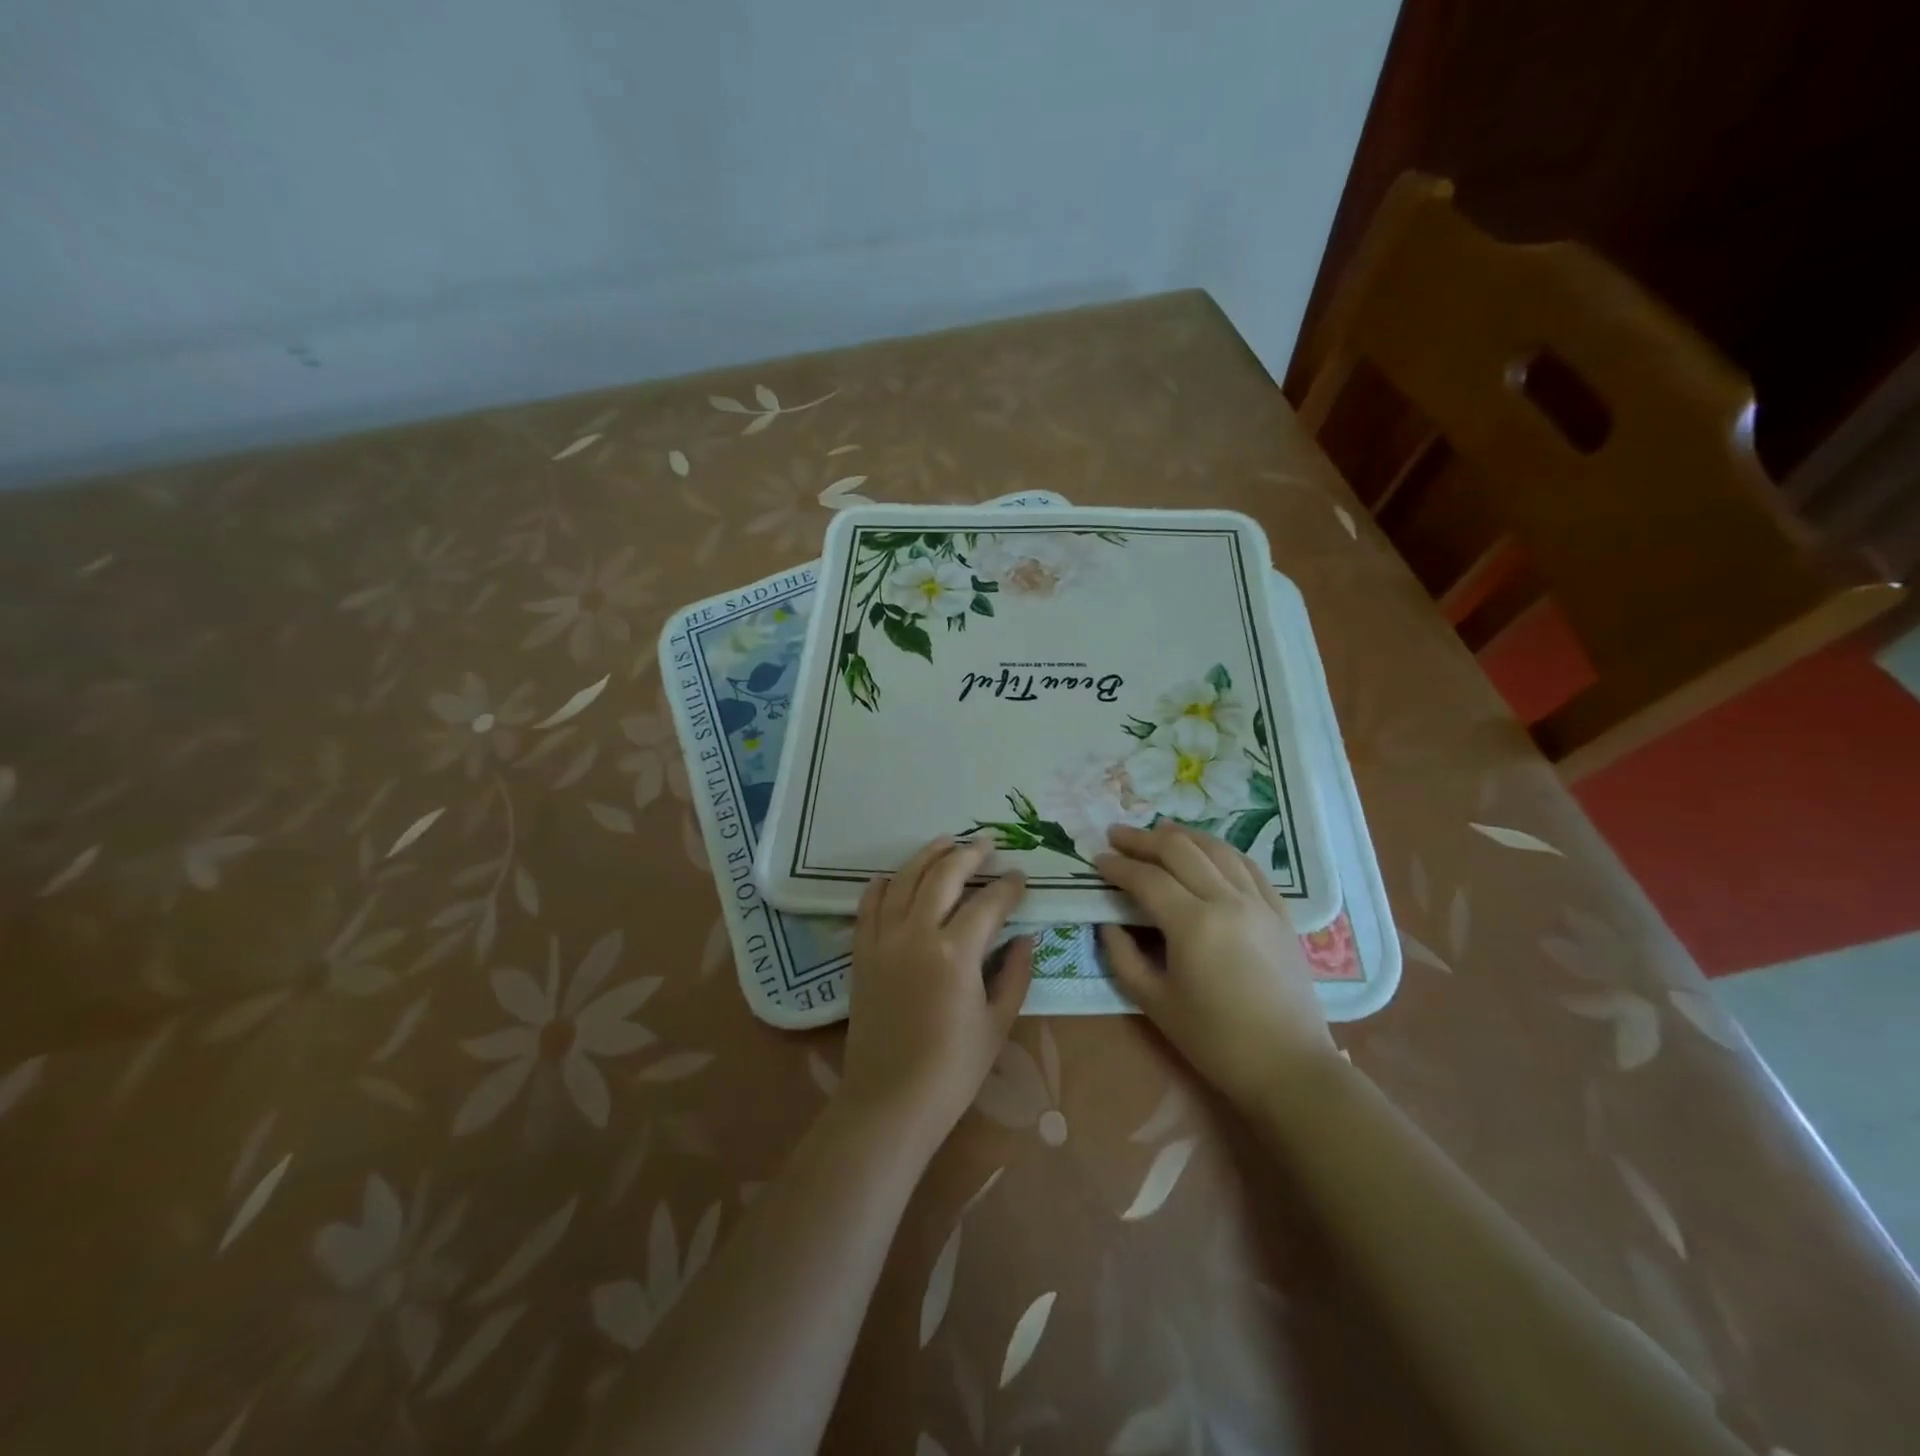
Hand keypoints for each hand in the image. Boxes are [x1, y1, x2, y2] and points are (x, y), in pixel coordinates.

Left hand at [839, 837, 1033, 1150]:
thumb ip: (1015, 974)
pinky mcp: (862, 953)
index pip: (988, 903)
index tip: (1021, 878)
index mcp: (956, 953)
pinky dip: (883, 885)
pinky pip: (869, 905)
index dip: (1009, 887)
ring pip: (904, 879)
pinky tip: (894, 877)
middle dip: (968, 854)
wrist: (889, 1101)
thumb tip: (1026, 937)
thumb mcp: (997, 1024)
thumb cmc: (952, 1070)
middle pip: (943, 876)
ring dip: (927, 856)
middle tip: (986, 844)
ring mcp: (884, 940)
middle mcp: (917, 934)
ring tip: (946, 842)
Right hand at [1095, 821, 1336, 1107]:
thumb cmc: (1215, 1041)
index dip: (1118, 866)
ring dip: (1182, 835)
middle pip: (1180, 851)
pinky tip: (1206, 850)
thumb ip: (1123, 957)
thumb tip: (1108, 923)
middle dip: (1143, 839)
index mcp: (1193, 924)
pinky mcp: (1280, 912)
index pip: (1147, 879)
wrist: (1289, 1067)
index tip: (1097, 859)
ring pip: (1216, 849)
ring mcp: (1259, 902)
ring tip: (1157, 831)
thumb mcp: (1155, 1003)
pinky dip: (1220, 851)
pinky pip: (1247, 866)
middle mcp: (1227, 901)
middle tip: (1117, 834)